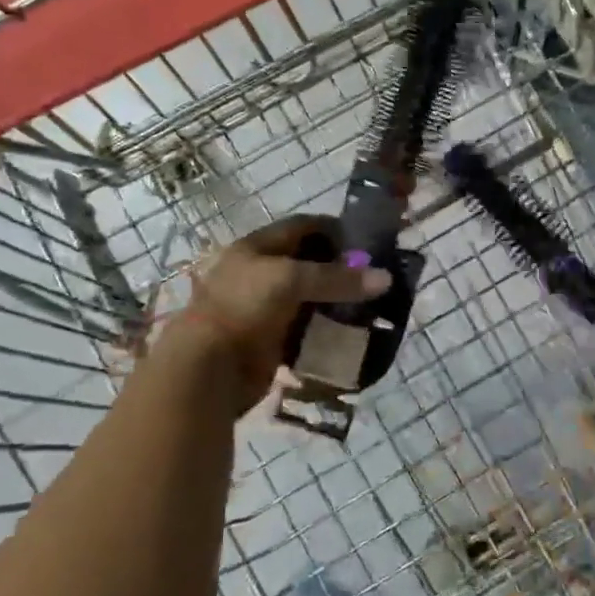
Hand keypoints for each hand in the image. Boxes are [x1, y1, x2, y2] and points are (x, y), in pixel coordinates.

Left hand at [167, 215, 390, 408]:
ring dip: (336, 302)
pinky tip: (351, 332)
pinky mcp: (270, 340)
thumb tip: (386, 278)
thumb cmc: (244, 307)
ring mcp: (265, 309)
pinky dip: (326, 330)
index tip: (367, 240)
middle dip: (340, 268)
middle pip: (307, 263)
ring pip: (309, 299)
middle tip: (374, 275)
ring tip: (371, 304)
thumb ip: (337, 278)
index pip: (301, 227)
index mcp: (257, 248)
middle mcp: (260, 274)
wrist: (208, 369)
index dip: (333, 229)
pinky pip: (305, 330)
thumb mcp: (291, 280)